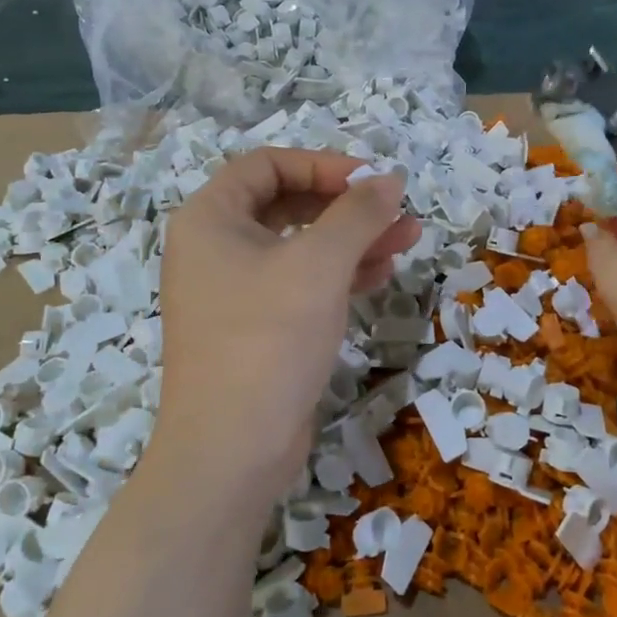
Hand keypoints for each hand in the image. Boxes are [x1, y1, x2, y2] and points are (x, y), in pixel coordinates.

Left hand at [147, 149, 420, 505]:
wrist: (231, 451)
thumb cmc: (268, 339)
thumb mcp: (320, 266)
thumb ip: (358, 214)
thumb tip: (389, 179)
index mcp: (209, 219)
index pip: (267, 166)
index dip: (323, 165)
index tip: (371, 180)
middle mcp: (213, 248)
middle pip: (286, 205)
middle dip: (345, 206)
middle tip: (397, 212)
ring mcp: (231, 291)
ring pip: (298, 247)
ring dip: (351, 240)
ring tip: (407, 241)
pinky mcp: (253, 328)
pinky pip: (297, 284)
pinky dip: (337, 275)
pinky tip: (380, 276)